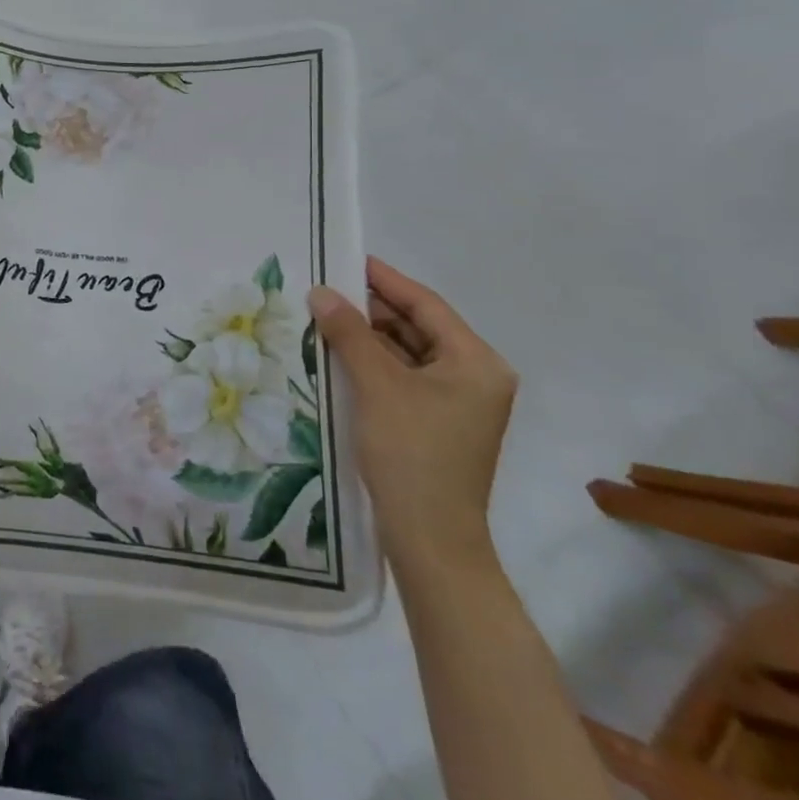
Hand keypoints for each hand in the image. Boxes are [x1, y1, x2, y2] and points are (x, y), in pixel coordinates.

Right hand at [307, 259, 516, 583]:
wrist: (430, 542)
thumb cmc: (412, 455)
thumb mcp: (377, 386)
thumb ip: (350, 333)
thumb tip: (321, 292)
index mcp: (477, 363)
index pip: (426, 305)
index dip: (385, 280)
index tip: (347, 258)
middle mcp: (475, 377)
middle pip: (418, 327)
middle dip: (372, 309)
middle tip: (326, 288)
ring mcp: (458, 403)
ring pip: (408, 354)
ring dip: (369, 337)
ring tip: (325, 316)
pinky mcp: (437, 423)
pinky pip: (404, 378)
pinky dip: (374, 364)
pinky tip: (338, 355)